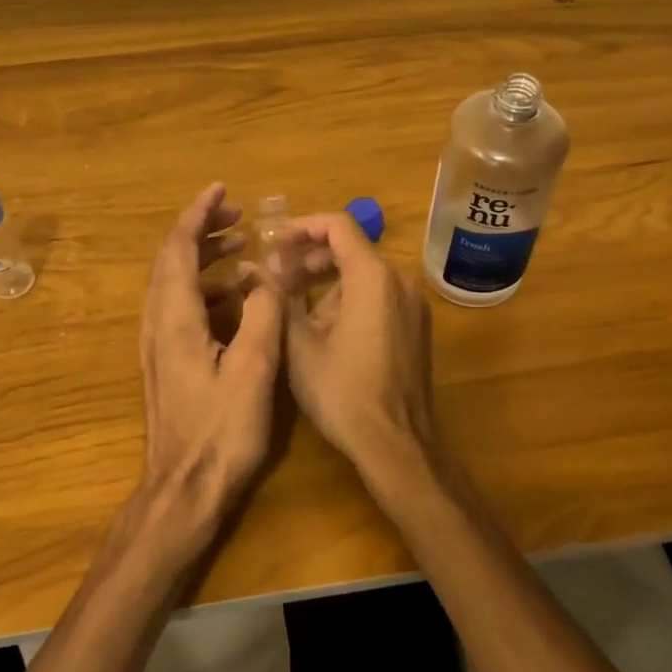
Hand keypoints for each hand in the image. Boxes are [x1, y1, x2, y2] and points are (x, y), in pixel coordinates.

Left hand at [138, 184, 283, 537]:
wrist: (183, 490)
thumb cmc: (221, 432)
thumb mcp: (253, 370)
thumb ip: (262, 315)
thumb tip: (267, 277)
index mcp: (175, 317)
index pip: (178, 248)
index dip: (198, 214)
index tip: (222, 190)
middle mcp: (158, 323)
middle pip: (171, 260)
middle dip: (202, 230)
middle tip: (240, 217)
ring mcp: (158, 344)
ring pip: (175, 283)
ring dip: (205, 258)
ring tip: (243, 248)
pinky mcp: (167, 362)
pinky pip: (182, 306)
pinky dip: (207, 287)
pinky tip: (239, 297)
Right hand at [283, 210, 440, 500]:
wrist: (397, 445)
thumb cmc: (344, 393)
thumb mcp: (299, 346)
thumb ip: (276, 299)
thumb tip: (254, 269)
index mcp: (373, 277)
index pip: (338, 226)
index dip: (302, 227)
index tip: (274, 243)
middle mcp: (400, 281)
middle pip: (352, 248)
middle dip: (310, 257)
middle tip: (276, 276)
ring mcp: (413, 304)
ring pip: (365, 273)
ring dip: (327, 279)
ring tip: (293, 304)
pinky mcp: (417, 326)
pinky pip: (380, 294)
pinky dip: (350, 296)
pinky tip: (324, 326)